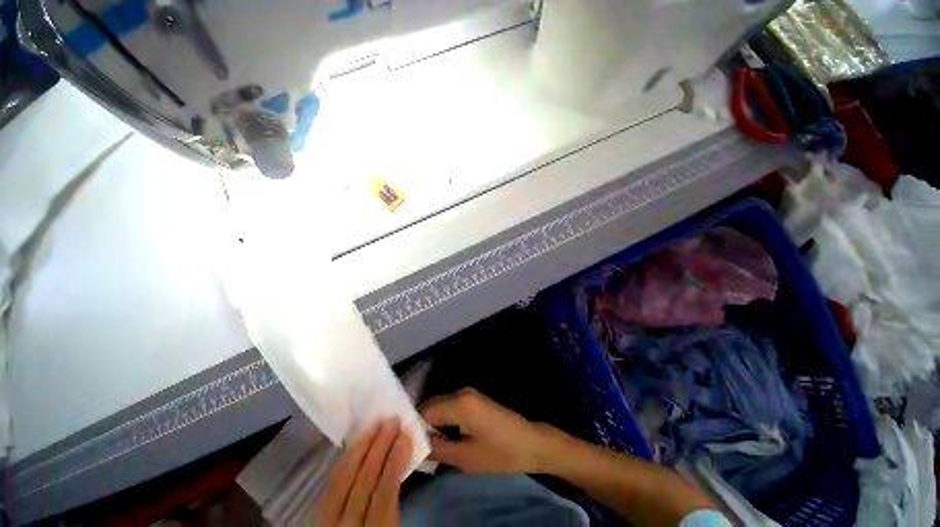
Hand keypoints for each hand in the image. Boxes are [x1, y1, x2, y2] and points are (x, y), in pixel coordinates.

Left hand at [317, 419, 412, 526]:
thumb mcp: (392, 525)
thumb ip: (396, 497)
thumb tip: (404, 455)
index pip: (384, 494)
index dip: (396, 462)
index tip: (406, 436)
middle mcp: (347, 525)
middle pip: (363, 481)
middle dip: (380, 446)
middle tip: (393, 421)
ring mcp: (329, 519)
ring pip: (344, 477)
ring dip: (362, 446)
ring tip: (376, 424)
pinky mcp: (319, 512)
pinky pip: (332, 481)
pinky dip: (346, 458)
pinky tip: (358, 443)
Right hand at [420, 388, 555, 473]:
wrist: (530, 442)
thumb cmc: (500, 452)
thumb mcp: (466, 457)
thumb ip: (438, 449)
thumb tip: (417, 446)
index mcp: (459, 403)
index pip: (425, 411)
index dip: (414, 428)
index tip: (406, 445)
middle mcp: (461, 392)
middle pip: (432, 405)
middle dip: (422, 425)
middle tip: (415, 448)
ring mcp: (469, 394)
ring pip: (440, 405)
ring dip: (432, 423)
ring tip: (427, 445)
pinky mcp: (474, 399)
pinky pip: (450, 406)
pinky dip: (443, 419)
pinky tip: (443, 436)